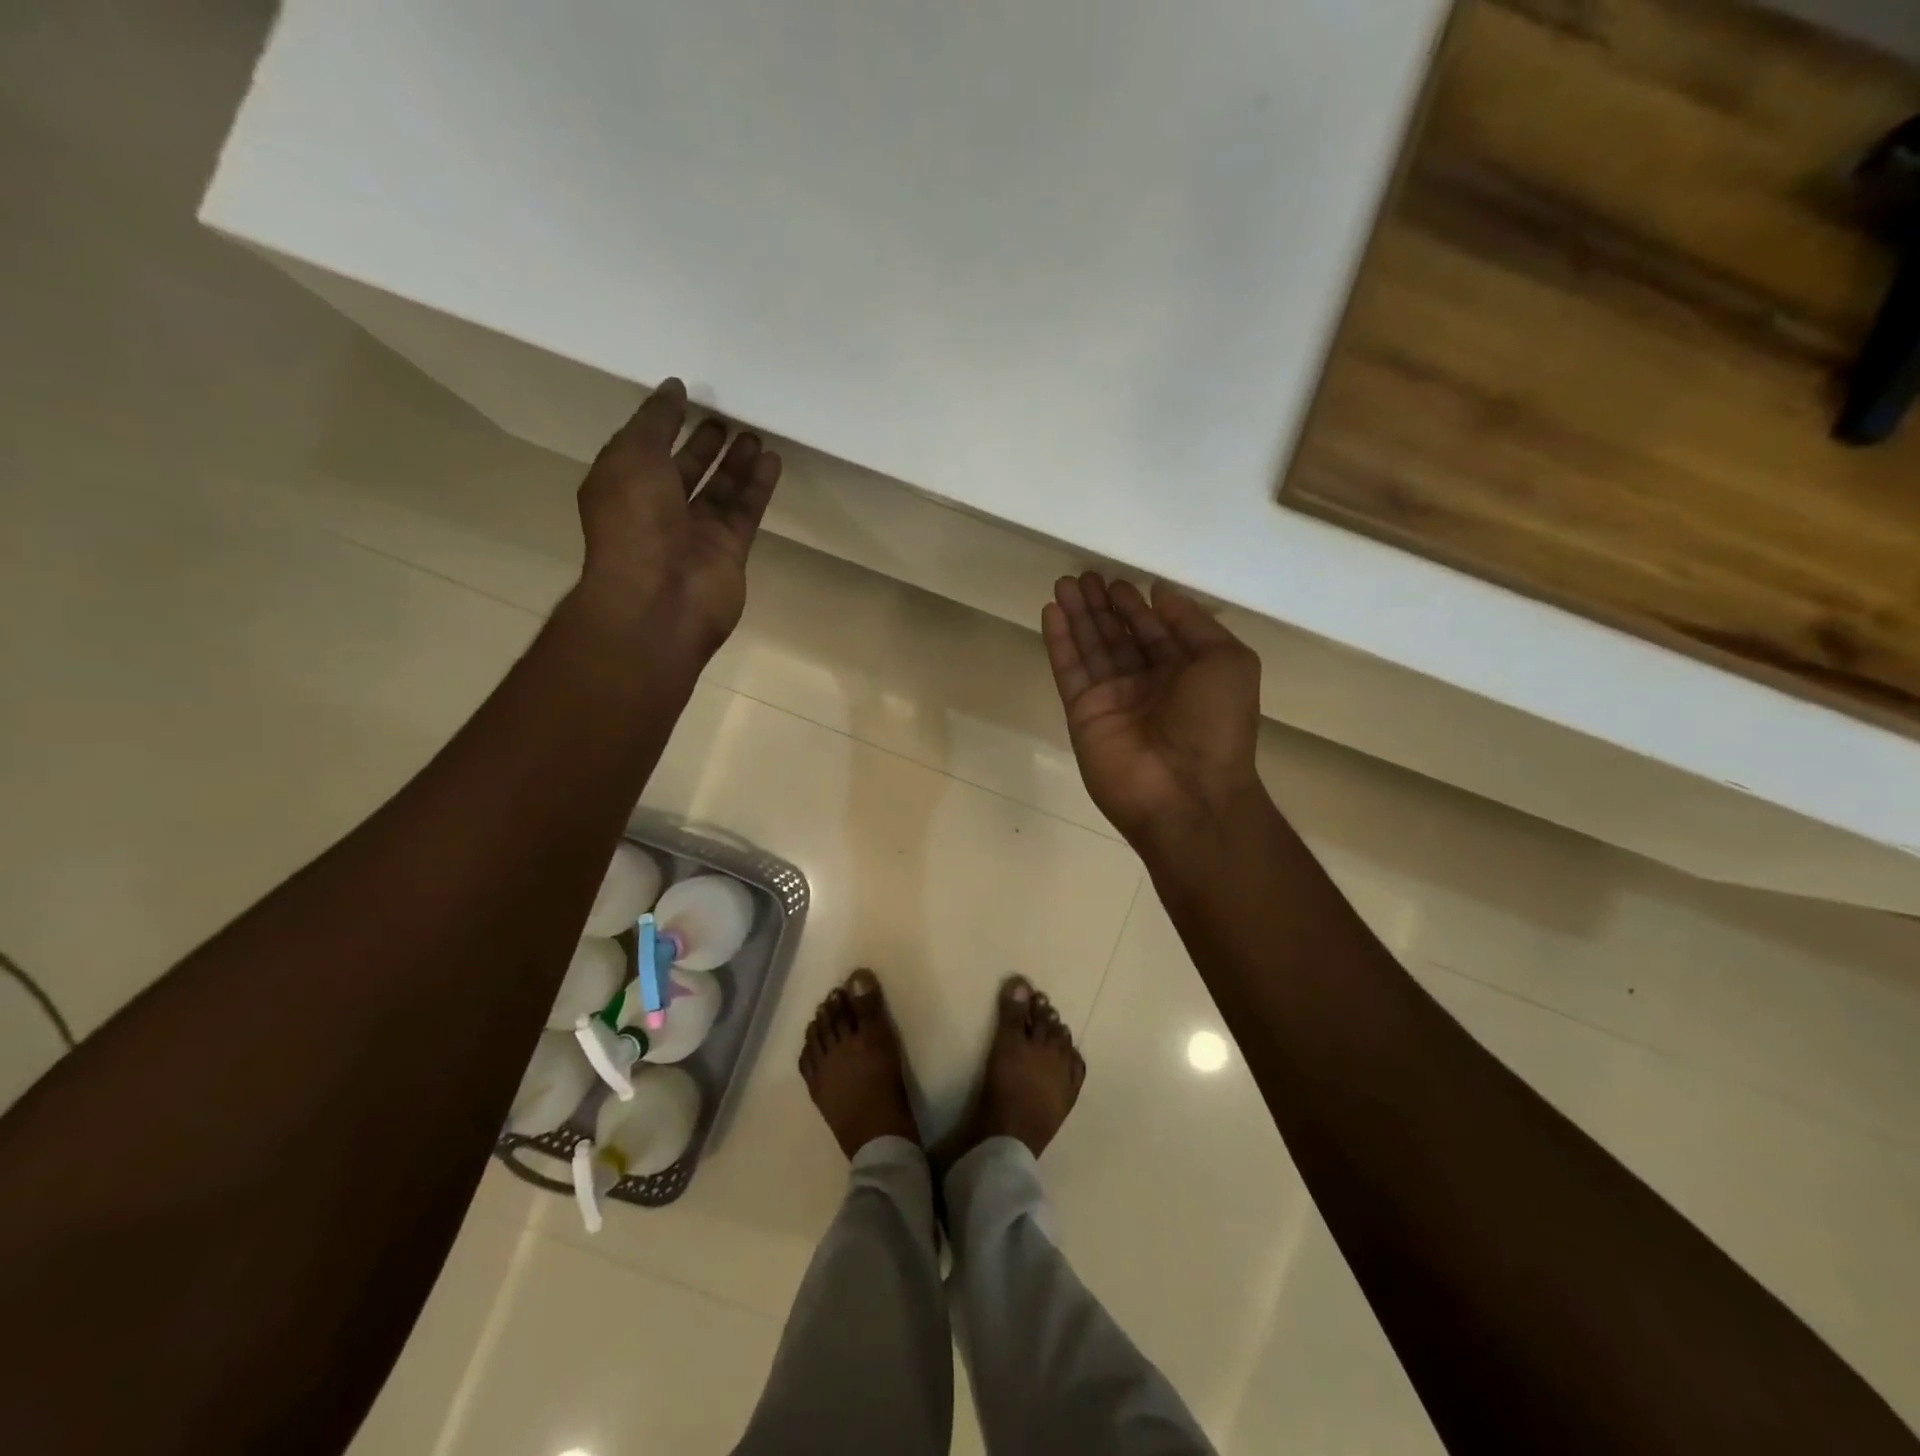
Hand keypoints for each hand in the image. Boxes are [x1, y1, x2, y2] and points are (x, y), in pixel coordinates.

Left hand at [574, 378, 782, 656]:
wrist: (659, 600)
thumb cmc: (634, 523)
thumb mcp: (633, 456)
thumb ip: (655, 420)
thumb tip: (673, 389)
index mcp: (624, 486)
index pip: (646, 448)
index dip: (665, 423)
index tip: (688, 396)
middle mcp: (658, 510)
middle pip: (686, 471)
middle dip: (705, 445)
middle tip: (727, 418)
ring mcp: (696, 533)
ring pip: (721, 491)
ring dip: (737, 463)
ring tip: (755, 434)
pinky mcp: (729, 551)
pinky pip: (746, 512)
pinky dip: (758, 487)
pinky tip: (772, 460)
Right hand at [1043, 573, 1263, 848]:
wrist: (1186, 792)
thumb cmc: (1216, 725)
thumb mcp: (1228, 661)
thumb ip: (1194, 624)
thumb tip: (1160, 593)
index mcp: (1184, 674)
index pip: (1154, 632)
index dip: (1135, 607)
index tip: (1116, 581)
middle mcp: (1146, 685)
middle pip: (1118, 637)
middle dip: (1101, 607)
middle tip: (1082, 576)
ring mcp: (1112, 700)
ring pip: (1091, 648)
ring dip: (1078, 615)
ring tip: (1063, 584)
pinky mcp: (1083, 714)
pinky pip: (1069, 670)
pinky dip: (1059, 641)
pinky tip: (1051, 611)